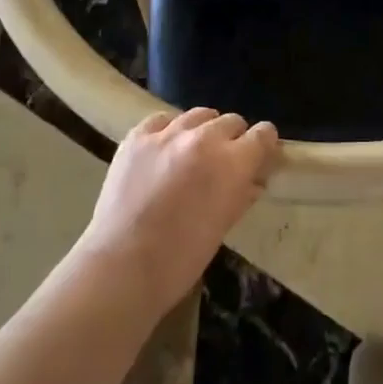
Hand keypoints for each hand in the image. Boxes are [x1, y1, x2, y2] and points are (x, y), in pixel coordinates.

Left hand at [77, 108, 278, 313]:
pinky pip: (162, 120)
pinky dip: (168, 131)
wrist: (119, 268)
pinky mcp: (137, 136)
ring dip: (203, 131)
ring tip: (191, 154)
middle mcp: (204, 138)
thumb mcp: (222, 228)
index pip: (263, 134)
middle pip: (231, 121)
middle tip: (222, 163)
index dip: (263, 145)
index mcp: (232, 163)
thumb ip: (242, 195)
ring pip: (199, 115)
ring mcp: (168, 133)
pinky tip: (163, 151)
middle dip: (233, 139)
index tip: (259, 156)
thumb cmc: (179, 261)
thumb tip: (254, 180)